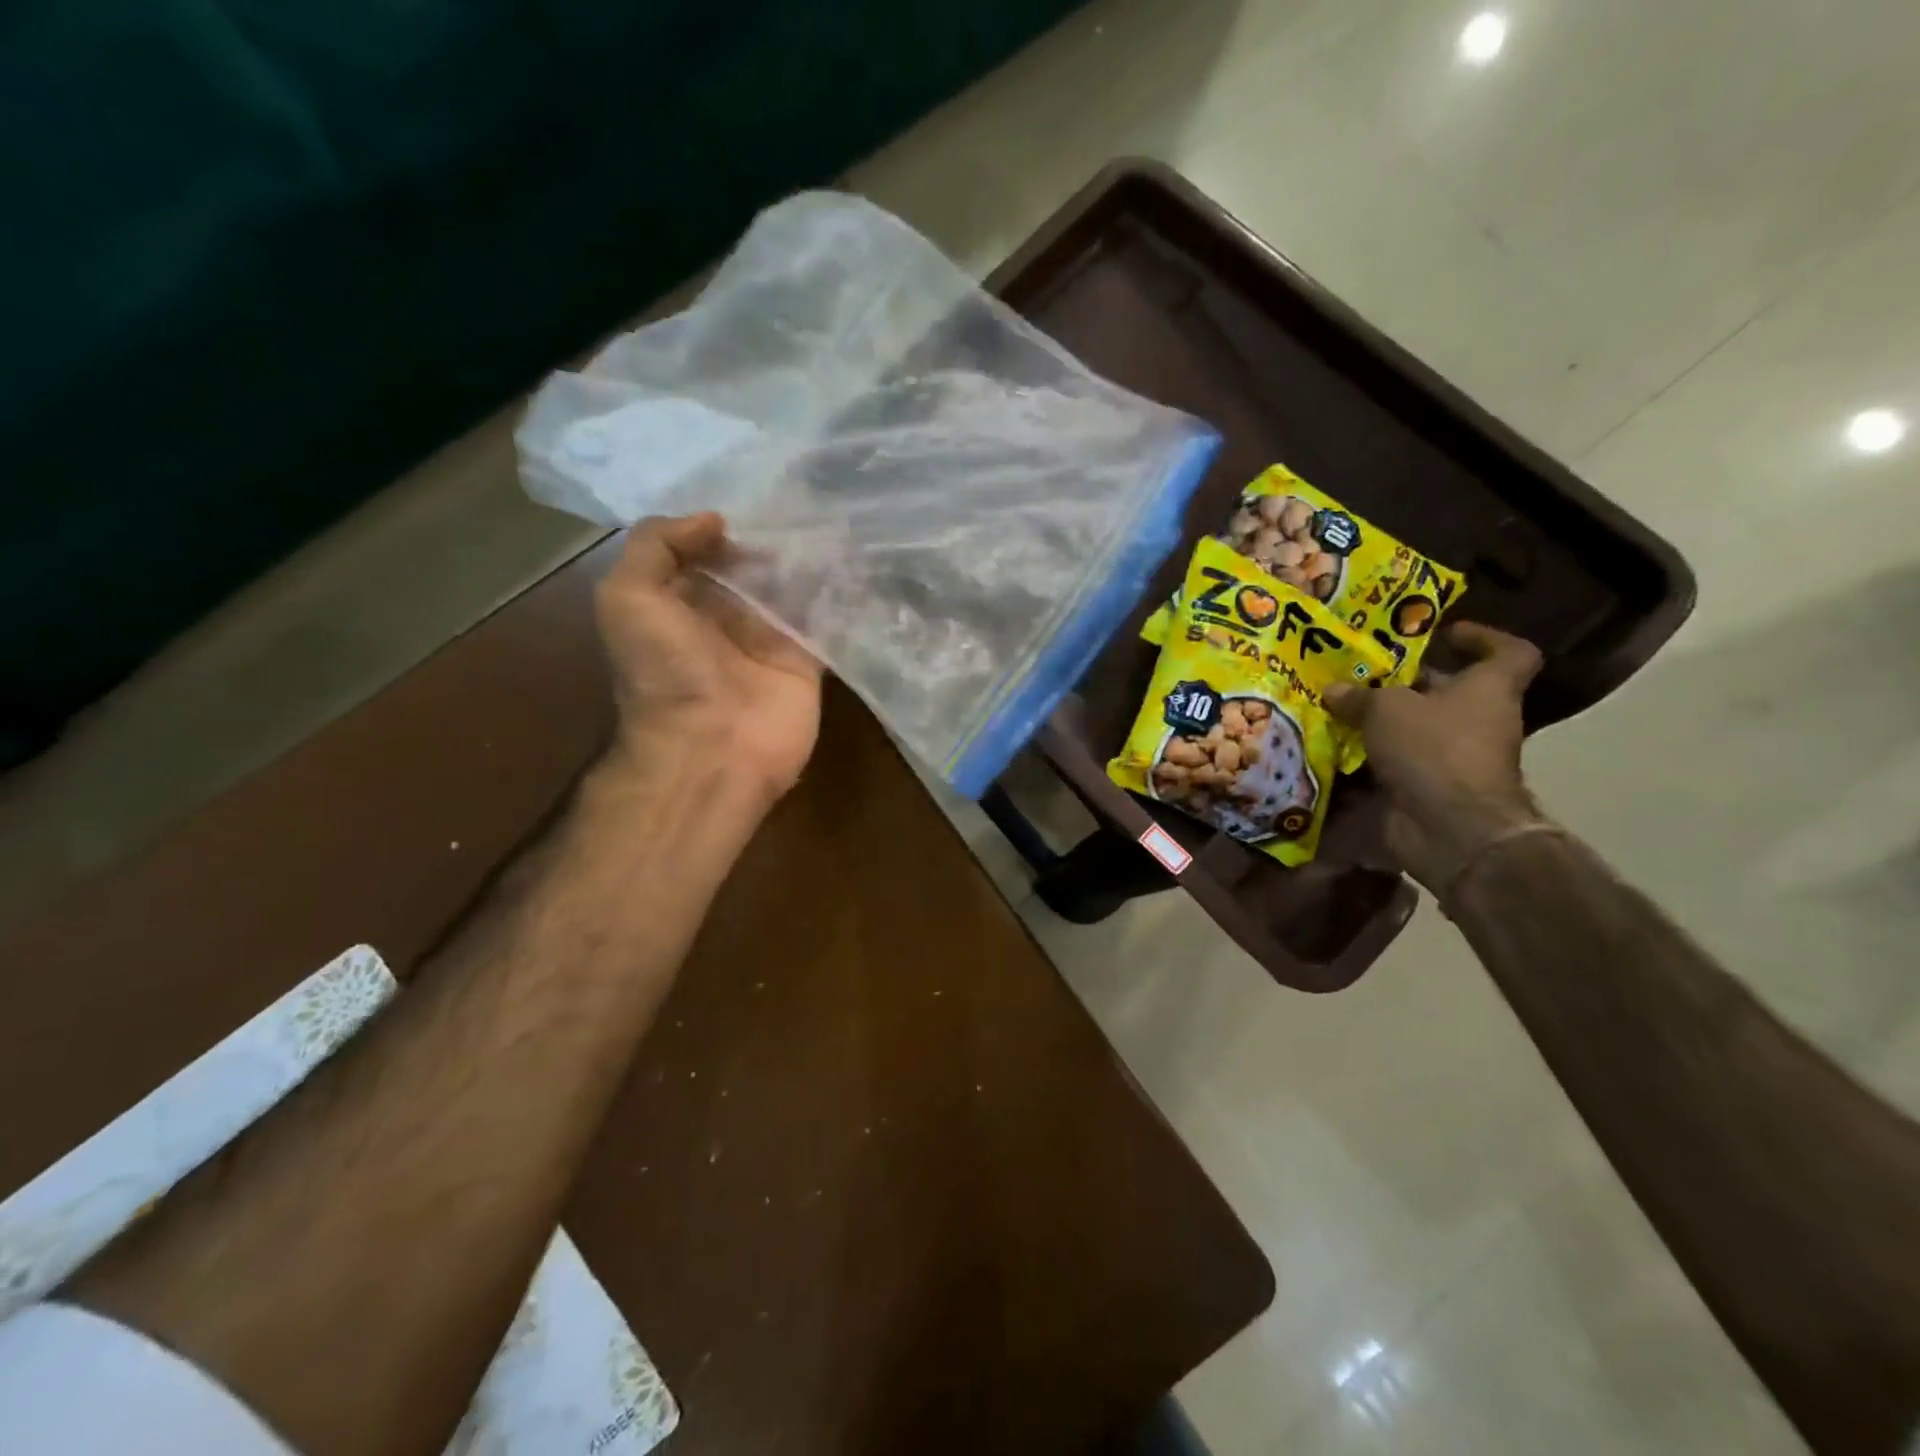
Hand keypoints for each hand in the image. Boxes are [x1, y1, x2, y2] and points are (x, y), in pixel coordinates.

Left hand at [594, 514, 822, 810]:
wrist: (712, 748)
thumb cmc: (665, 671)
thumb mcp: (627, 596)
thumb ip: (656, 546)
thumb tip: (713, 521)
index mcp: (679, 603)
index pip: (703, 553)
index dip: (721, 528)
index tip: (752, 501)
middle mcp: (724, 619)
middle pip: (752, 568)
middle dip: (773, 538)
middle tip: (805, 500)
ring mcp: (768, 641)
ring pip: (792, 589)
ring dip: (809, 560)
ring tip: (835, 519)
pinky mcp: (807, 661)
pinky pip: (824, 620)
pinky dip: (838, 594)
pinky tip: (853, 559)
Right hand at [1325, 622, 1546, 894]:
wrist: (1451, 828)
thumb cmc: (1434, 749)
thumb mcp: (1387, 708)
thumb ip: (1359, 696)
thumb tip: (1334, 691)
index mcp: (1487, 689)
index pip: (1509, 653)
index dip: (1483, 638)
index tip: (1444, 634)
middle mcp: (1478, 721)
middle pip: (1448, 692)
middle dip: (1405, 683)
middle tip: (1360, 672)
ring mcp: (1454, 758)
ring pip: (1414, 730)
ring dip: (1378, 723)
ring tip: (1335, 708)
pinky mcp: (1428, 788)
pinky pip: (1394, 764)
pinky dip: (1366, 759)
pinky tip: (1330, 748)